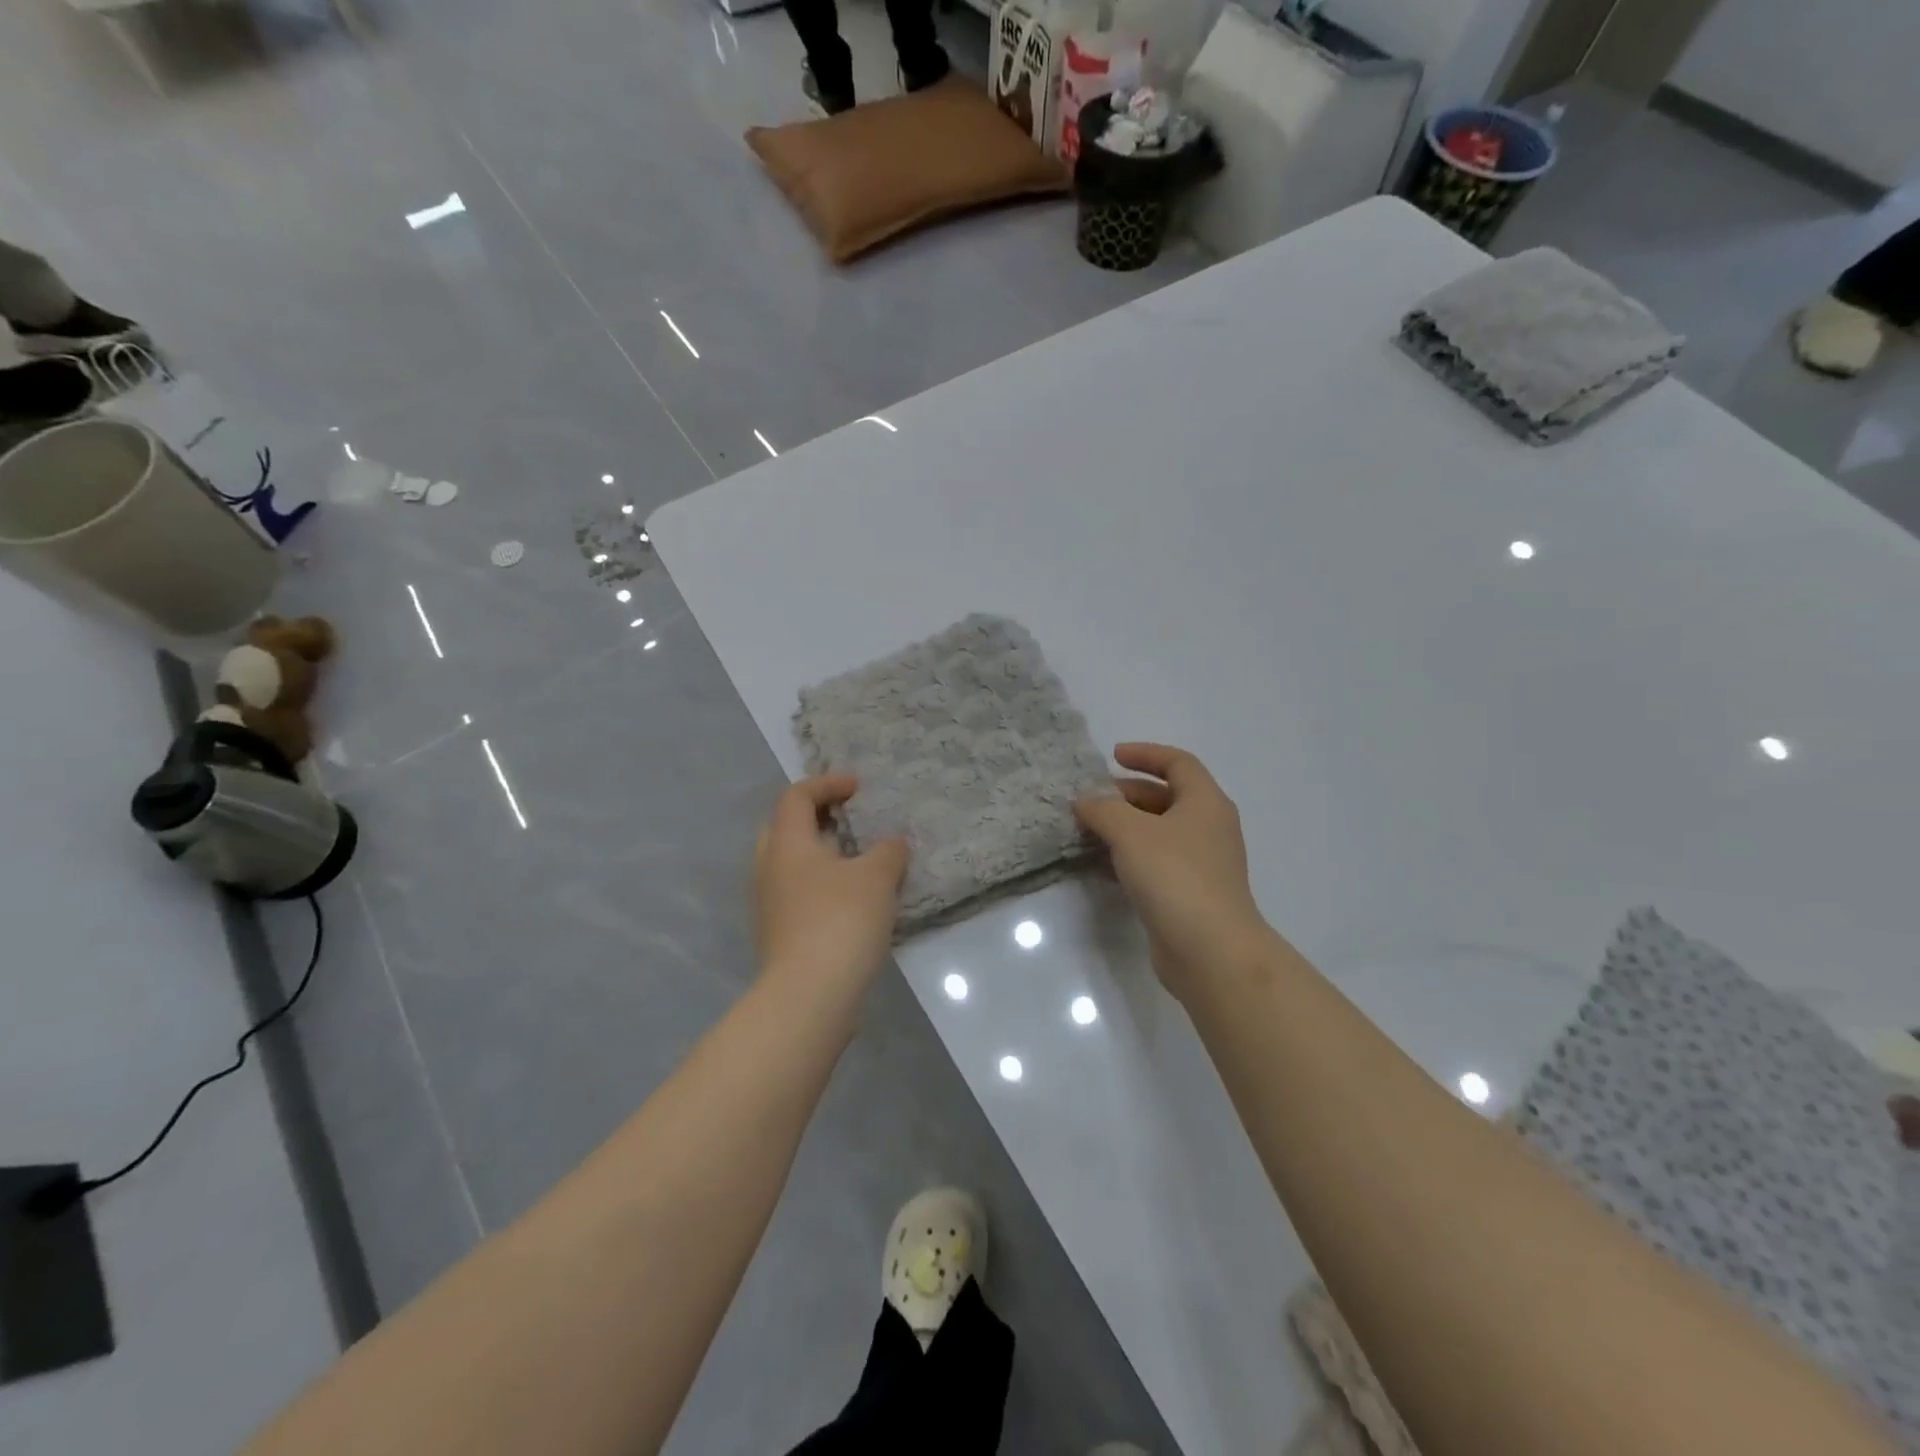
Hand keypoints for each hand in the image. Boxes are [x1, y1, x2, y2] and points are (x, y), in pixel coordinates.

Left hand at [755, 775, 907, 990]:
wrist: (809, 995)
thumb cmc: (841, 921)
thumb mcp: (877, 877)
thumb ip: (888, 851)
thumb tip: (892, 843)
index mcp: (787, 843)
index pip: (796, 796)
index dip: (827, 784)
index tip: (859, 788)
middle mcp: (769, 867)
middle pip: (784, 826)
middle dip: (816, 816)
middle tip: (848, 819)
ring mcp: (769, 903)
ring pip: (790, 863)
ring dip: (820, 853)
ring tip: (857, 860)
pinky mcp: (778, 933)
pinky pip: (797, 892)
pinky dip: (820, 882)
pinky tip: (851, 898)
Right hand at [1075, 743, 1271, 997]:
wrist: (1210, 950)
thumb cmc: (1174, 876)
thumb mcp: (1130, 832)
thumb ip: (1103, 809)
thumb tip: (1085, 800)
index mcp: (1205, 802)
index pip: (1178, 763)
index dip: (1145, 754)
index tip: (1112, 756)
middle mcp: (1209, 827)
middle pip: (1166, 797)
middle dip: (1127, 794)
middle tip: (1091, 802)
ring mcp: (1203, 863)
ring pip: (1159, 832)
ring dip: (1125, 828)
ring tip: (1089, 832)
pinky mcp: (1191, 893)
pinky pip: (1157, 862)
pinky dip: (1131, 856)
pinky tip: (1103, 867)